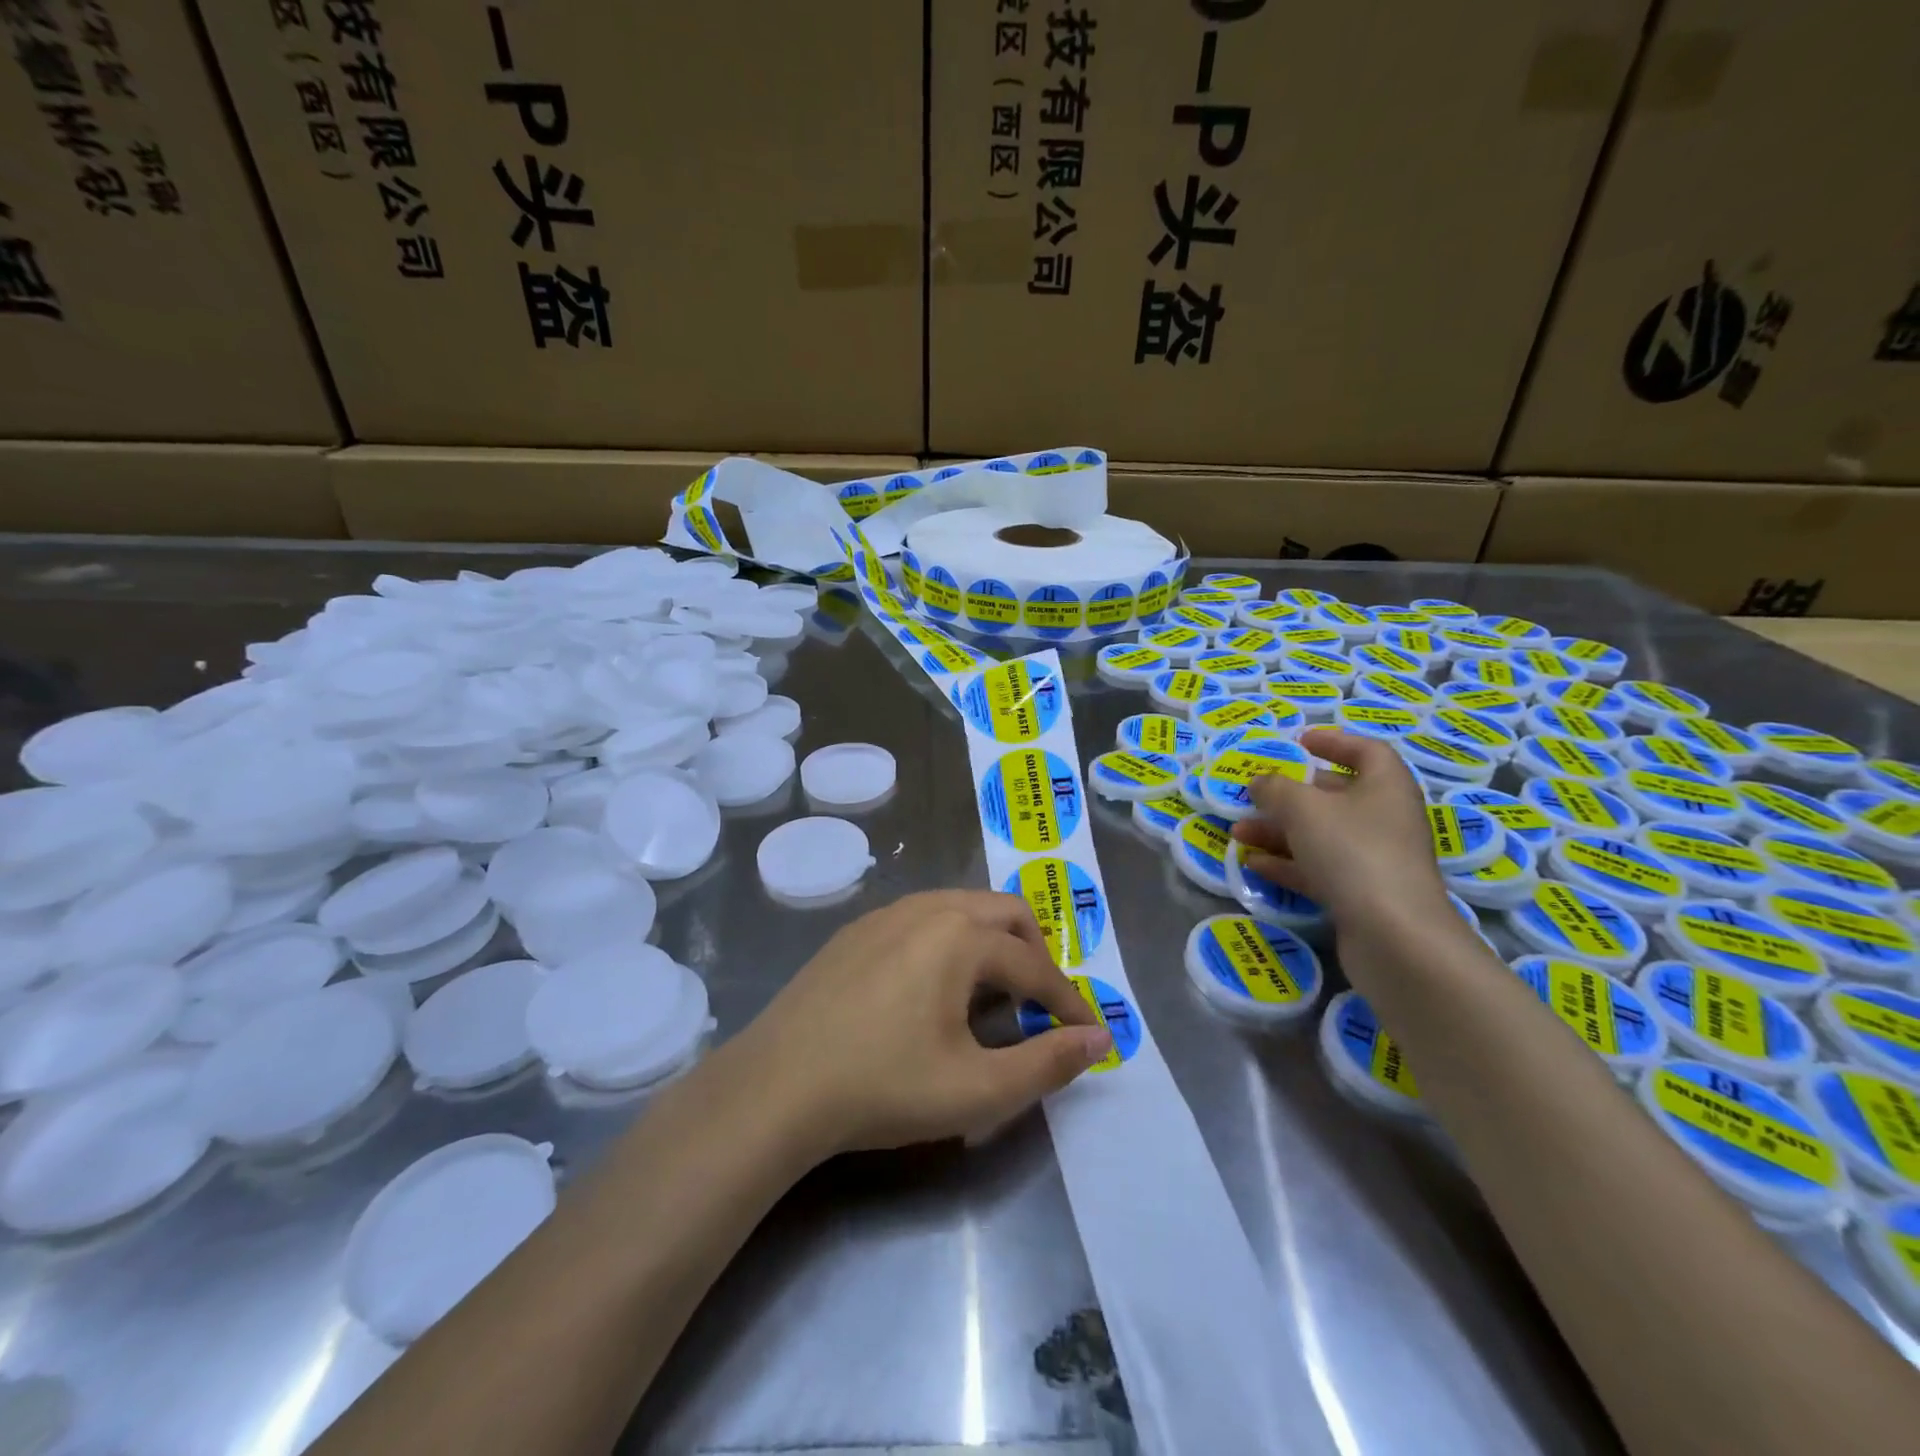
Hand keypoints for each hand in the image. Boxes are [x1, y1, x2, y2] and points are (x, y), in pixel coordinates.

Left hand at [735, 890, 1111, 1157]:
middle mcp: (928, 907)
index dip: (1067, 1003)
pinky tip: (931, 989)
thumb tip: (1102, 1039)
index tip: (1086, 1034)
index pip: (1035, 967)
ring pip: (961, 907)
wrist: (776, 1086)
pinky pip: (922, 918)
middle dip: (1034, 953)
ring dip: (991, 942)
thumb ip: (1048, 1062)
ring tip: (990, 995)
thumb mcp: (978, 1089)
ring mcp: (886, 913)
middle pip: (1004, 912)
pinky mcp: (855, 930)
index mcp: (961, 936)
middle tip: (1038, 1005)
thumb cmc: (884, 1086)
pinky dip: (950, 941)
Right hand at [1230, 728, 1451, 927]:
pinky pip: (1320, 869)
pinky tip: (1254, 864)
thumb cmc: (1353, 852)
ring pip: (1322, 836)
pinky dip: (1288, 864)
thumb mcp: (1303, 809)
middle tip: (1255, 794)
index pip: (1366, 751)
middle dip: (1290, 795)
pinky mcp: (1363, 896)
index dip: (1334, 742)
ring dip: (1279, 831)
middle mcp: (1386, 819)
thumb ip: (1275, 789)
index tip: (1300, 742)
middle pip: (1337, 796)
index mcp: (1386, 787)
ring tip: (1239, 833)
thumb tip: (1260, 782)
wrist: (1395, 936)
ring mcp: (1376, 860)